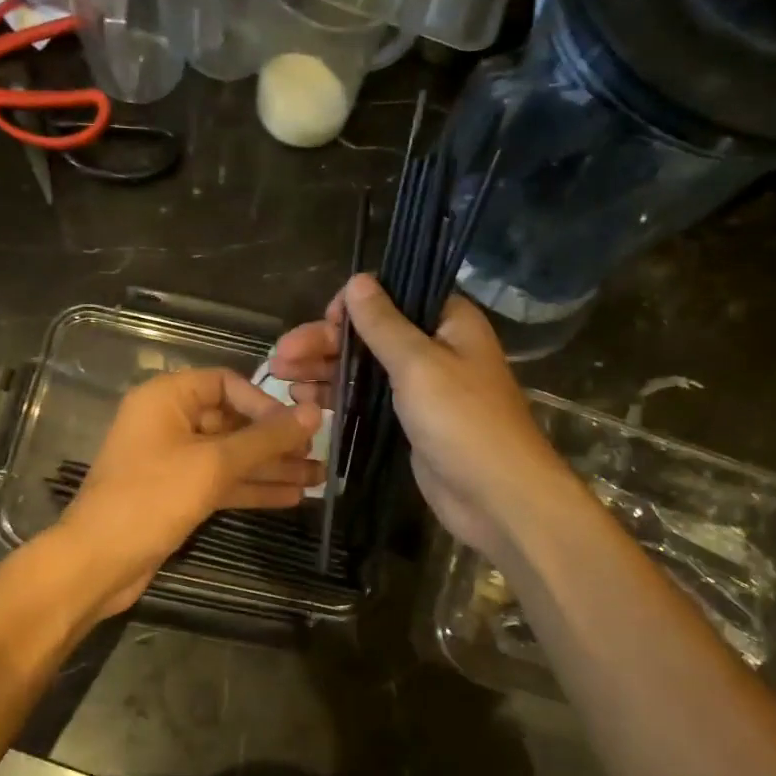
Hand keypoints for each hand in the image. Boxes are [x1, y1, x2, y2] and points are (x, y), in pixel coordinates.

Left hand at [56, 368, 322, 621]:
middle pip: (232, 421)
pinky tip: (291, 496)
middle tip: (318, 455)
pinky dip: (251, 487)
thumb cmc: (152, 498)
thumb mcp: (214, 464)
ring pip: (230, 455)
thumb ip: (266, 439)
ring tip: (318, 479)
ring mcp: (172, 459)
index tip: (296, 426)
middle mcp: (168, 422)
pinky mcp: (177, 493)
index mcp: (167, 398)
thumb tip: (315, 413)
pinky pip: (220, 480)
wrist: (98, 562)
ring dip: (271, 467)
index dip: (264, 402)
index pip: (226, 383)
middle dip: (275, 440)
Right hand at [270, 274, 571, 557]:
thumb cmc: (462, 421)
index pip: (393, 295)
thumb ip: (384, 323)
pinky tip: (302, 400)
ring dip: (323, 369)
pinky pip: (366, 398)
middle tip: (279, 357)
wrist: (496, 496)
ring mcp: (420, 386)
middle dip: (324, 342)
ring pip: (363, 367)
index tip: (324, 321)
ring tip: (280, 378)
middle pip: (370, 333)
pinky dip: (336, 396)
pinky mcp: (407, 420)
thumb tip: (358, 280)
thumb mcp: (418, 364)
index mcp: (448, 322)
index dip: (354, 304)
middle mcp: (435, 347)